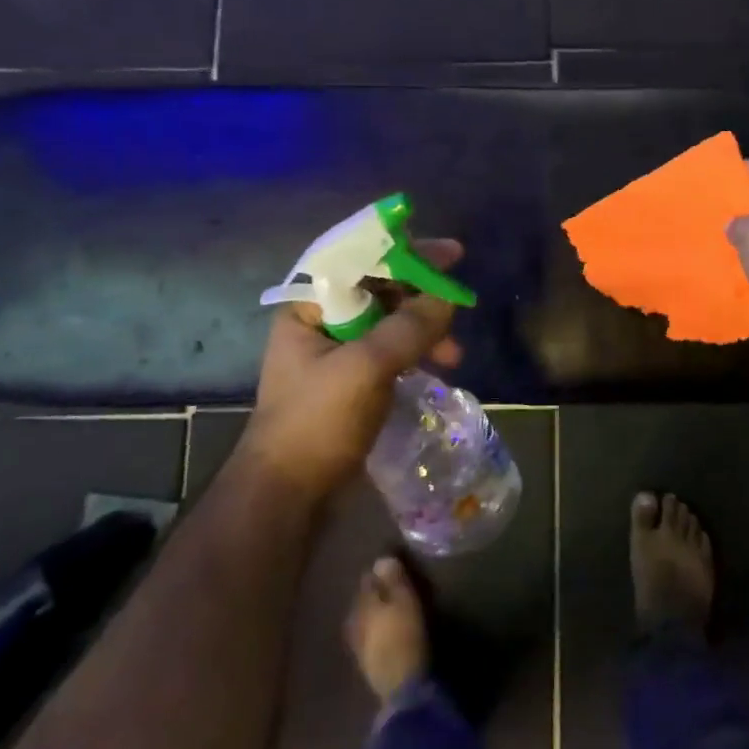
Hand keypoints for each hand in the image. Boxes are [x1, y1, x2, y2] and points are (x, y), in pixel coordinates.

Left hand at [238, 238, 464, 498]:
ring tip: (454, 355)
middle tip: (460, 302)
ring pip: (390, 323)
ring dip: (424, 330)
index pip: (360, 260)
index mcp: (308, 308)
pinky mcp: (352, 382)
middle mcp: (320, 323)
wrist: (288, 496)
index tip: (451, 254)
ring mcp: (336, 354)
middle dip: (422, 297)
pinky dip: (417, 353)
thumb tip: (448, 298)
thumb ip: (409, 327)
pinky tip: (438, 368)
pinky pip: (391, 351)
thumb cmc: (318, 422)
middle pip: (380, 290)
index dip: (407, 252)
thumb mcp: (367, 367)